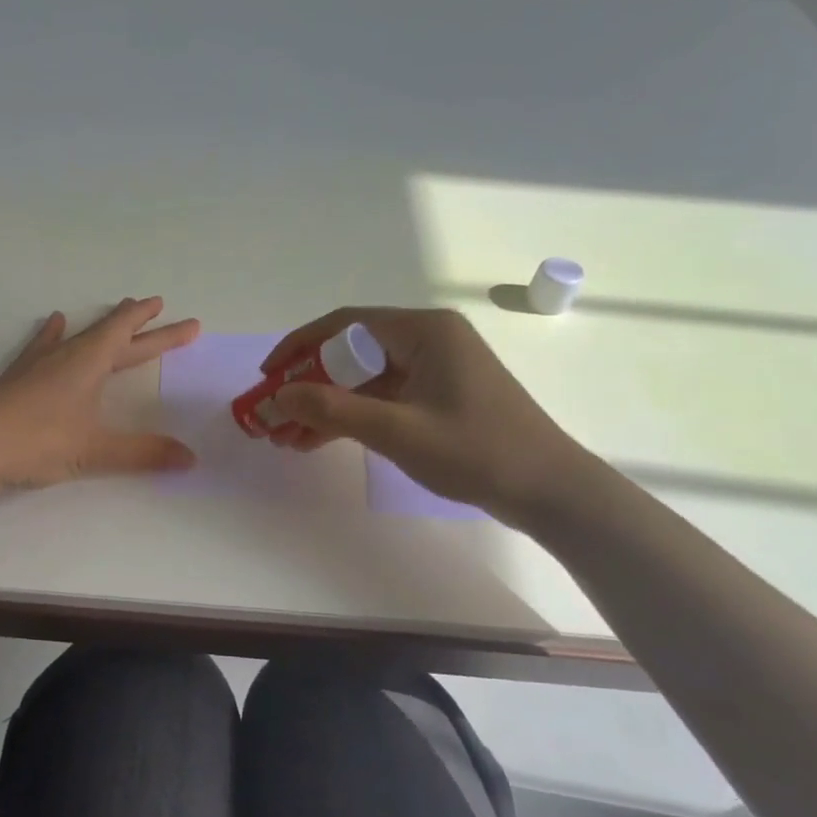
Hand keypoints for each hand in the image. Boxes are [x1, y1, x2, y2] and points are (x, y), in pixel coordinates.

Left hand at [0, 297, 200, 492]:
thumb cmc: (37, 440)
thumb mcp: (94, 450)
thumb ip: (143, 453)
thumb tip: (190, 459)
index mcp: (89, 363)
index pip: (130, 336)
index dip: (158, 329)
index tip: (183, 319)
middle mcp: (66, 356)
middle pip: (110, 335)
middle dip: (141, 327)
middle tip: (161, 311)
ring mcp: (38, 364)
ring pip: (78, 337)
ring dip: (101, 327)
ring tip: (115, 310)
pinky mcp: (17, 379)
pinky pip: (43, 347)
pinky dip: (54, 335)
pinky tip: (53, 323)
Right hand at [263, 306, 587, 526]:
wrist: (549, 491)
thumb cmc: (476, 451)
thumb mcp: (396, 430)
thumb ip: (331, 410)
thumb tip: (276, 397)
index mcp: (423, 331)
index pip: (344, 325)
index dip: (298, 348)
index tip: (267, 376)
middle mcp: (427, 340)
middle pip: (349, 354)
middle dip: (306, 386)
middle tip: (271, 416)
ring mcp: (433, 370)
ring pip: (361, 380)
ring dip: (324, 407)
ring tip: (285, 438)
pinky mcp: (436, 397)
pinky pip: (380, 399)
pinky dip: (349, 418)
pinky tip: (316, 441)